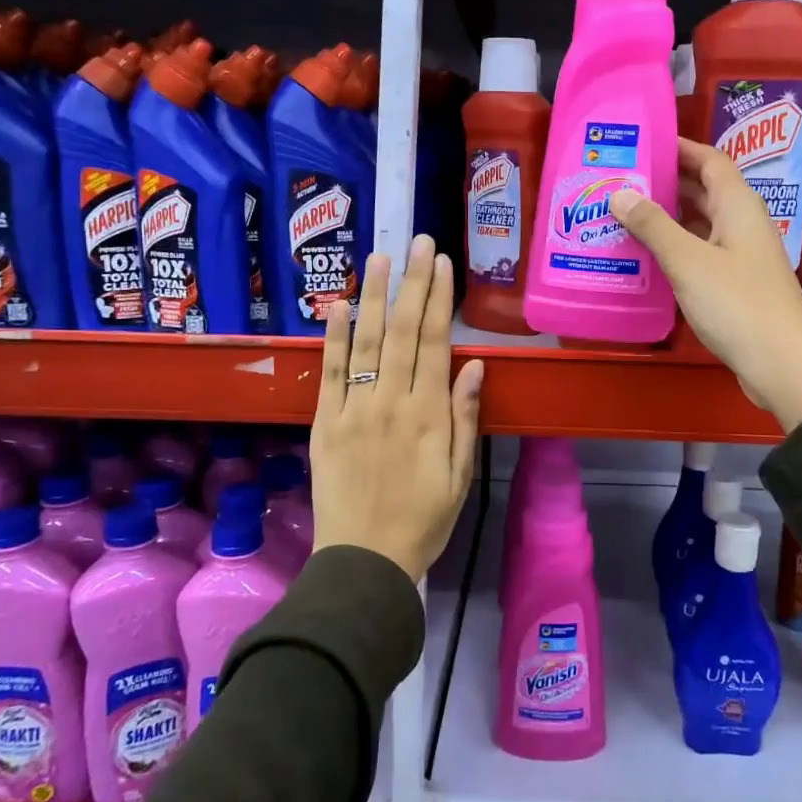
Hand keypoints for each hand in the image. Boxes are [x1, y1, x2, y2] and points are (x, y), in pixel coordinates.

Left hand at [310, 235, 484, 580]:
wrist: (365, 560)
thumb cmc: (424, 519)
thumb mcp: (460, 475)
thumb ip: (466, 417)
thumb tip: (475, 364)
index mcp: (429, 415)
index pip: (435, 342)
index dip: (439, 299)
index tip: (441, 263)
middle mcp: (392, 402)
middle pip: (404, 332)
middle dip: (411, 282)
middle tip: (416, 241)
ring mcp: (355, 410)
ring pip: (366, 342)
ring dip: (374, 296)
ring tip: (379, 257)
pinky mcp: (326, 422)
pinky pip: (330, 373)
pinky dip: (333, 338)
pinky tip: (337, 306)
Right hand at [611, 138, 801, 431]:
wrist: (782, 365)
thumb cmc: (737, 304)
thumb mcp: (688, 261)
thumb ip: (653, 226)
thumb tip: (620, 193)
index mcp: (738, 206)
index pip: (710, 160)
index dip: (680, 148)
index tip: (642, 143)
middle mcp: (742, 224)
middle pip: (703, 191)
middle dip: (665, 183)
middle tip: (620, 181)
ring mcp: (740, 256)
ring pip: (700, 225)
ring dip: (666, 219)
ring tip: (622, 216)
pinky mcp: (734, 285)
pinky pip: (700, 254)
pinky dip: (674, 249)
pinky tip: (644, 258)